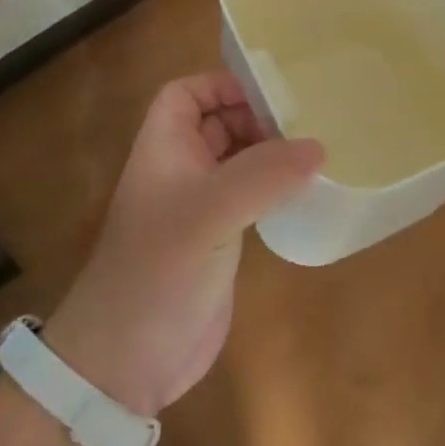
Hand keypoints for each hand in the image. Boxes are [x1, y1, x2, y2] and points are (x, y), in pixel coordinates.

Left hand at [43, 73, 323, 417]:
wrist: (127, 360)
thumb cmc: (159, 270)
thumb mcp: (210, 212)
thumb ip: (263, 175)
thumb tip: (317, 147)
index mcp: (164, 149)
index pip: (186, 94)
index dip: (222, 85)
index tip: (272, 93)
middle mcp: (180, 171)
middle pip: (218, 123)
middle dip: (258, 118)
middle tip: (309, 123)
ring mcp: (198, 208)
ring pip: (237, 162)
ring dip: (271, 154)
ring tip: (317, 153)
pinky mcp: (218, 242)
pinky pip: (249, 199)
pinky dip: (275, 190)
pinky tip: (306, 194)